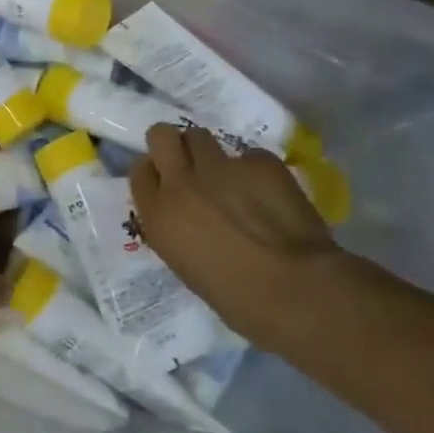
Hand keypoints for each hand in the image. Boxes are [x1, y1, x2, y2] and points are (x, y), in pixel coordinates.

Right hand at [131, 124, 344, 347]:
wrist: (294, 290)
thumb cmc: (234, 296)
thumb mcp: (183, 263)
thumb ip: (174, 226)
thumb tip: (183, 213)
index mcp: (158, 214)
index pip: (139, 171)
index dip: (154, 171)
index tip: (166, 181)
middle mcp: (181, 182)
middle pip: (161, 135)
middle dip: (173, 144)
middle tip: (189, 163)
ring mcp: (221, 167)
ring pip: (200, 136)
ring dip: (209, 152)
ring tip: (228, 175)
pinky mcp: (260, 163)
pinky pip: (249, 156)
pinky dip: (255, 171)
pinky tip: (270, 193)